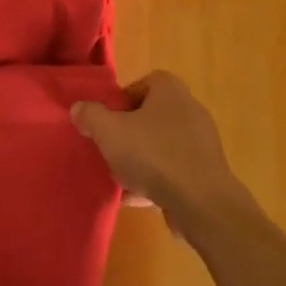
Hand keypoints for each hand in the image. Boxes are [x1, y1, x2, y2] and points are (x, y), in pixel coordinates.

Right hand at [71, 73, 247, 232]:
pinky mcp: (206, 172)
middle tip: (111, 149)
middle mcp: (190, 109)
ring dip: (141, 160)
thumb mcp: (110, 132)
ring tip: (121, 178)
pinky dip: (157, 181)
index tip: (107, 122)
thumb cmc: (154, 155)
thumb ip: (90, 116)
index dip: (122, 100)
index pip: (143, 83)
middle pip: (151, 116)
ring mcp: (201, 142)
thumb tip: (79, 109)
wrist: (200, 202)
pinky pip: (174, 170)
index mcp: (170, 90)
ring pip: (161, 145)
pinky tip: (138, 197)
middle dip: (129, 133)